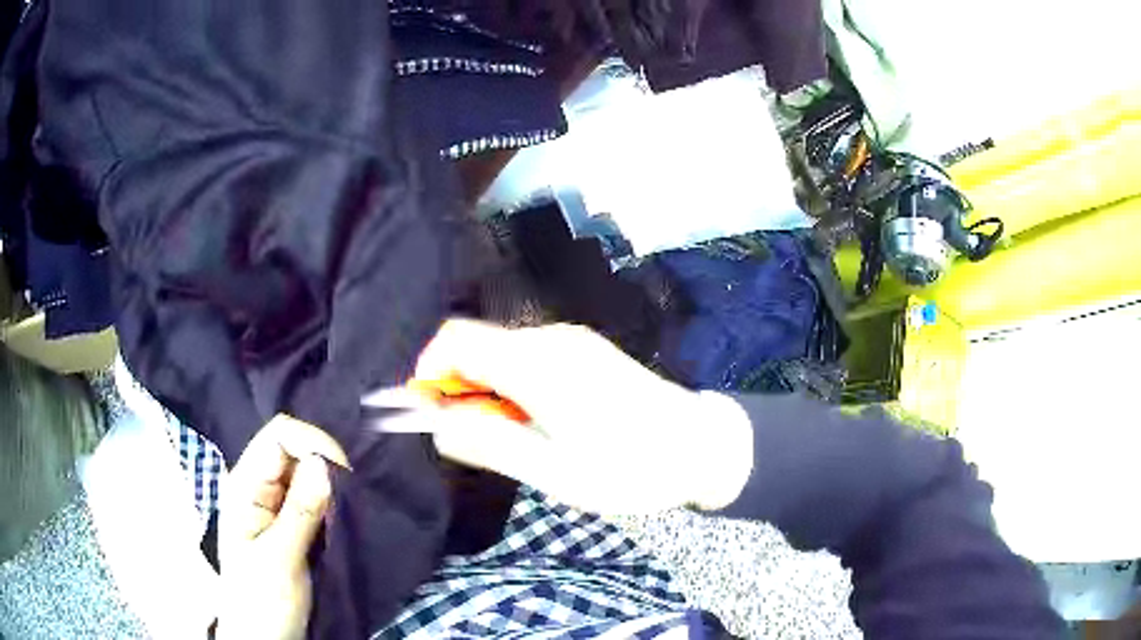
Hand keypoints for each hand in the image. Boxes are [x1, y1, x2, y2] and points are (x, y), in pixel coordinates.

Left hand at [217, 415, 348, 639]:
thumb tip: (325, 462)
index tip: (344, 477)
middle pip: (296, 450)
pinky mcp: (293, 524)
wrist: (265, 639)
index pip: (279, 437)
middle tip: (349, 502)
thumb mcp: (281, 559)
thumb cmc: (262, 601)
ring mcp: (276, 506)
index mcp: (245, 486)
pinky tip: (343, 518)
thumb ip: (300, 511)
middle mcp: (260, 487)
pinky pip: (316, 499)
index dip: (313, 444)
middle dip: (327, 467)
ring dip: (332, 488)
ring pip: (309, 475)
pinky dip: (334, 504)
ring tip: (348, 513)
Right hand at [405, 320, 753, 514]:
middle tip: (471, 437)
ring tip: (508, 437)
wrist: (701, 446)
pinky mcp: (585, 351)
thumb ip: (490, 444)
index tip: (429, 414)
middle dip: (457, 386)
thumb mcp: (553, 470)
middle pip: (476, 344)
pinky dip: (511, 383)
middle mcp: (550, 339)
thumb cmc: (630, 467)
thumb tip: (437, 427)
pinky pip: (528, 356)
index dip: (428, 372)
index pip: (455, 340)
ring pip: (501, 351)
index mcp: (536, 363)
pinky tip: (535, 421)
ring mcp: (571, 341)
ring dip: (485, 389)